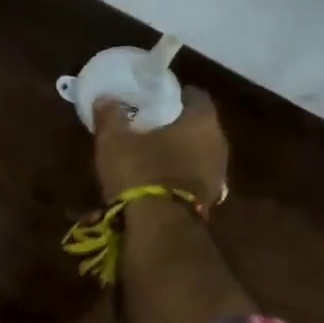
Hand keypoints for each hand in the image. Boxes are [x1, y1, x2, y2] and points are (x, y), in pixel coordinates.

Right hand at [93, 87, 228, 205]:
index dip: (171, 95)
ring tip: (148, 160)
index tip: (151, 101)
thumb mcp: (114, 140)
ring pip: (195, 155)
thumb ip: (110, 116)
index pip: (193, 95)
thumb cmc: (141, 172)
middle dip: (173, 127)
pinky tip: (155, 185)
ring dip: (176, 156)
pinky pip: (191, 181)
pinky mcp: (209, 201)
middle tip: (147, 130)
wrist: (160, 228)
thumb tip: (105, 99)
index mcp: (202, 119)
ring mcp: (218, 175)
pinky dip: (176, 180)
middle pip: (196, 126)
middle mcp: (218, 142)